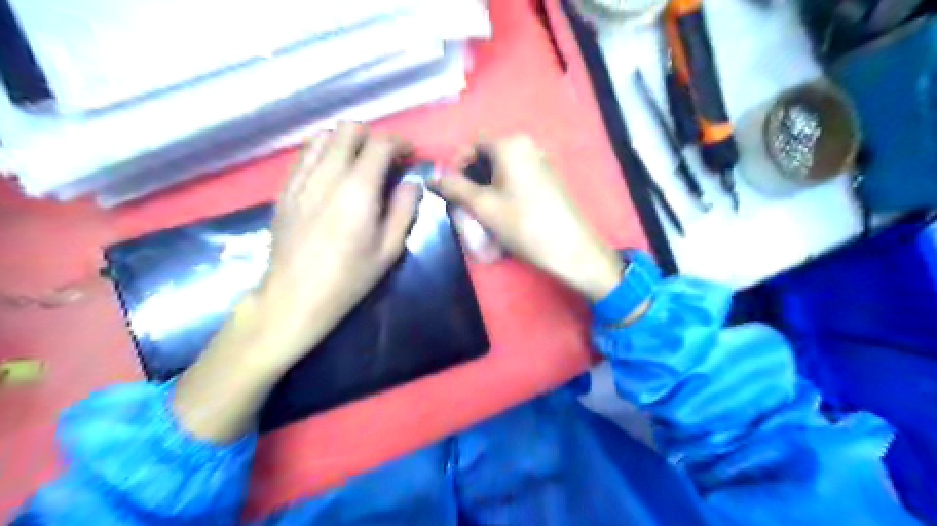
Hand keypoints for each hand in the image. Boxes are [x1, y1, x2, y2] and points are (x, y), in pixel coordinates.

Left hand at [255, 121, 419, 365]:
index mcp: (358, 189)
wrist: (295, 295)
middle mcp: (327, 174)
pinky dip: (322, 153)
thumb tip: (411, 183)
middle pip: (349, 130)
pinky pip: (304, 155)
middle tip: (384, 157)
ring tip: (356, 161)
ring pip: (323, 136)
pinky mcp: (284, 188)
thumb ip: (404, 209)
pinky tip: (330, 174)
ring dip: (345, 141)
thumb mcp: (389, 249)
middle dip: (372, 136)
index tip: (409, 154)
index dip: (399, 142)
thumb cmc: (349, 277)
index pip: (380, 144)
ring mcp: (301, 179)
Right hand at [431, 133, 620, 301]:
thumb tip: (431, 176)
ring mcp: (540, 162)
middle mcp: (527, 146)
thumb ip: (454, 187)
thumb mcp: (483, 206)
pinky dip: (502, 192)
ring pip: (501, 170)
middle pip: (487, 157)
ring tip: (481, 213)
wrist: (570, 249)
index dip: (456, 166)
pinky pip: (516, 179)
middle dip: (470, 179)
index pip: (472, 145)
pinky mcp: (548, 180)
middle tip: (464, 205)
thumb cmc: (523, 224)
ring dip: (485, 188)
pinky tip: (502, 214)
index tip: (450, 191)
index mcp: (510, 144)